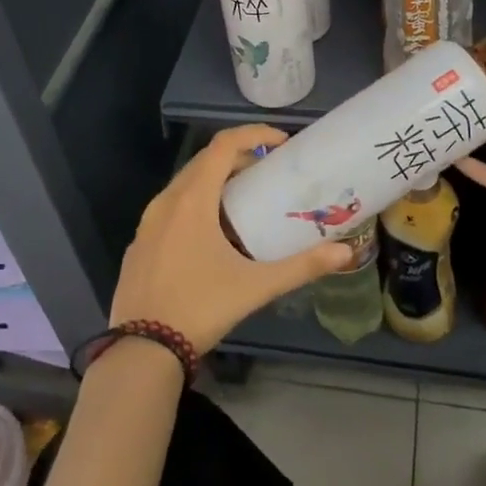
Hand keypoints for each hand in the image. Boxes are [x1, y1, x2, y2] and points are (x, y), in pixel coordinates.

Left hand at [110, 124, 356, 353]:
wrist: (141, 350)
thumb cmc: (200, 308)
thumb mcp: (256, 286)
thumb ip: (302, 267)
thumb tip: (345, 253)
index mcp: (192, 200)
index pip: (222, 145)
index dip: (253, 134)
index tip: (280, 143)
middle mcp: (165, 201)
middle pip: (203, 162)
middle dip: (237, 158)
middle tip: (268, 171)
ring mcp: (147, 223)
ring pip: (184, 185)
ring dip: (215, 181)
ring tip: (245, 200)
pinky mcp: (139, 243)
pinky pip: (169, 209)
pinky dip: (194, 204)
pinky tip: (211, 235)